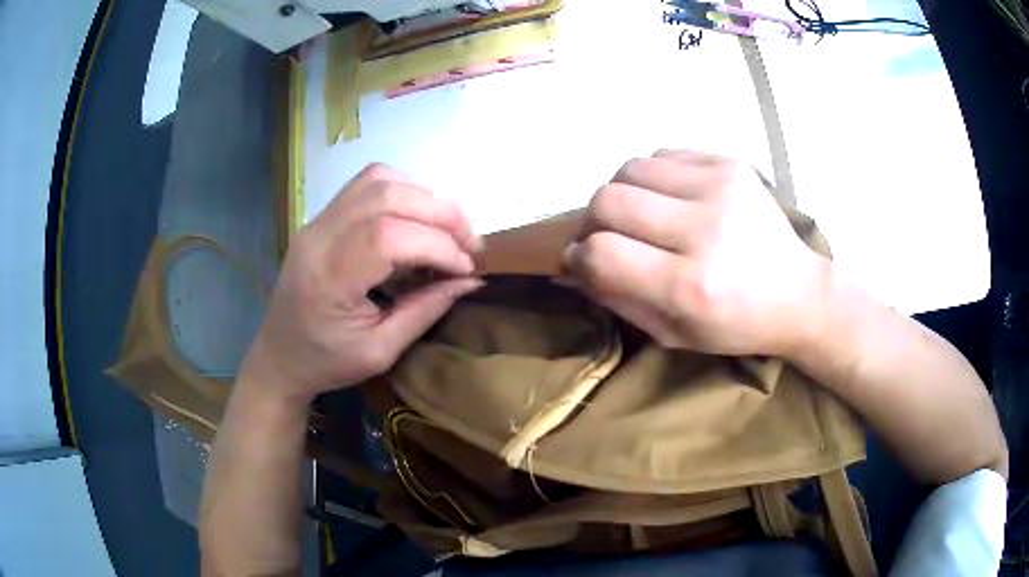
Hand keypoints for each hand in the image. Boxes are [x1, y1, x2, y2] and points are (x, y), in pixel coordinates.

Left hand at [244, 164, 482, 403]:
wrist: (279, 356)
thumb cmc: (326, 362)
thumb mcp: (380, 352)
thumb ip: (425, 310)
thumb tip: (470, 279)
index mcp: (328, 278)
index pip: (389, 236)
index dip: (437, 245)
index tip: (466, 268)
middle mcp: (319, 237)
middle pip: (387, 196)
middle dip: (441, 213)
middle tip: (471, 243)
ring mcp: (317, 221)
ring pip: (378, 180)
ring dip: (424, 197)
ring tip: (448, 228)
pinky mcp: (321, 217)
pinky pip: (366, 183)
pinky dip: (402, 190)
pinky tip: (417, 216)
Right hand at [563, 150, 829, 357]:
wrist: (799, 293)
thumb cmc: (737, 325)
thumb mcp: (673, 334)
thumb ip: (618, 299)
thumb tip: (574, 264)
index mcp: (690, 286)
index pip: (603, 253)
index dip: (579, 256)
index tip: (581, 260)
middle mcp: (704, 229)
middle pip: (609, 200)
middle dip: (594, 221)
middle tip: (607, 235)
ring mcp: (720, 188)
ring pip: (631, 168)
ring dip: (622, 193)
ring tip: (639, 215)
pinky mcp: (731, 165)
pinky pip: (663, 155)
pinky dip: (652, 177)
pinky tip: (667, 198)